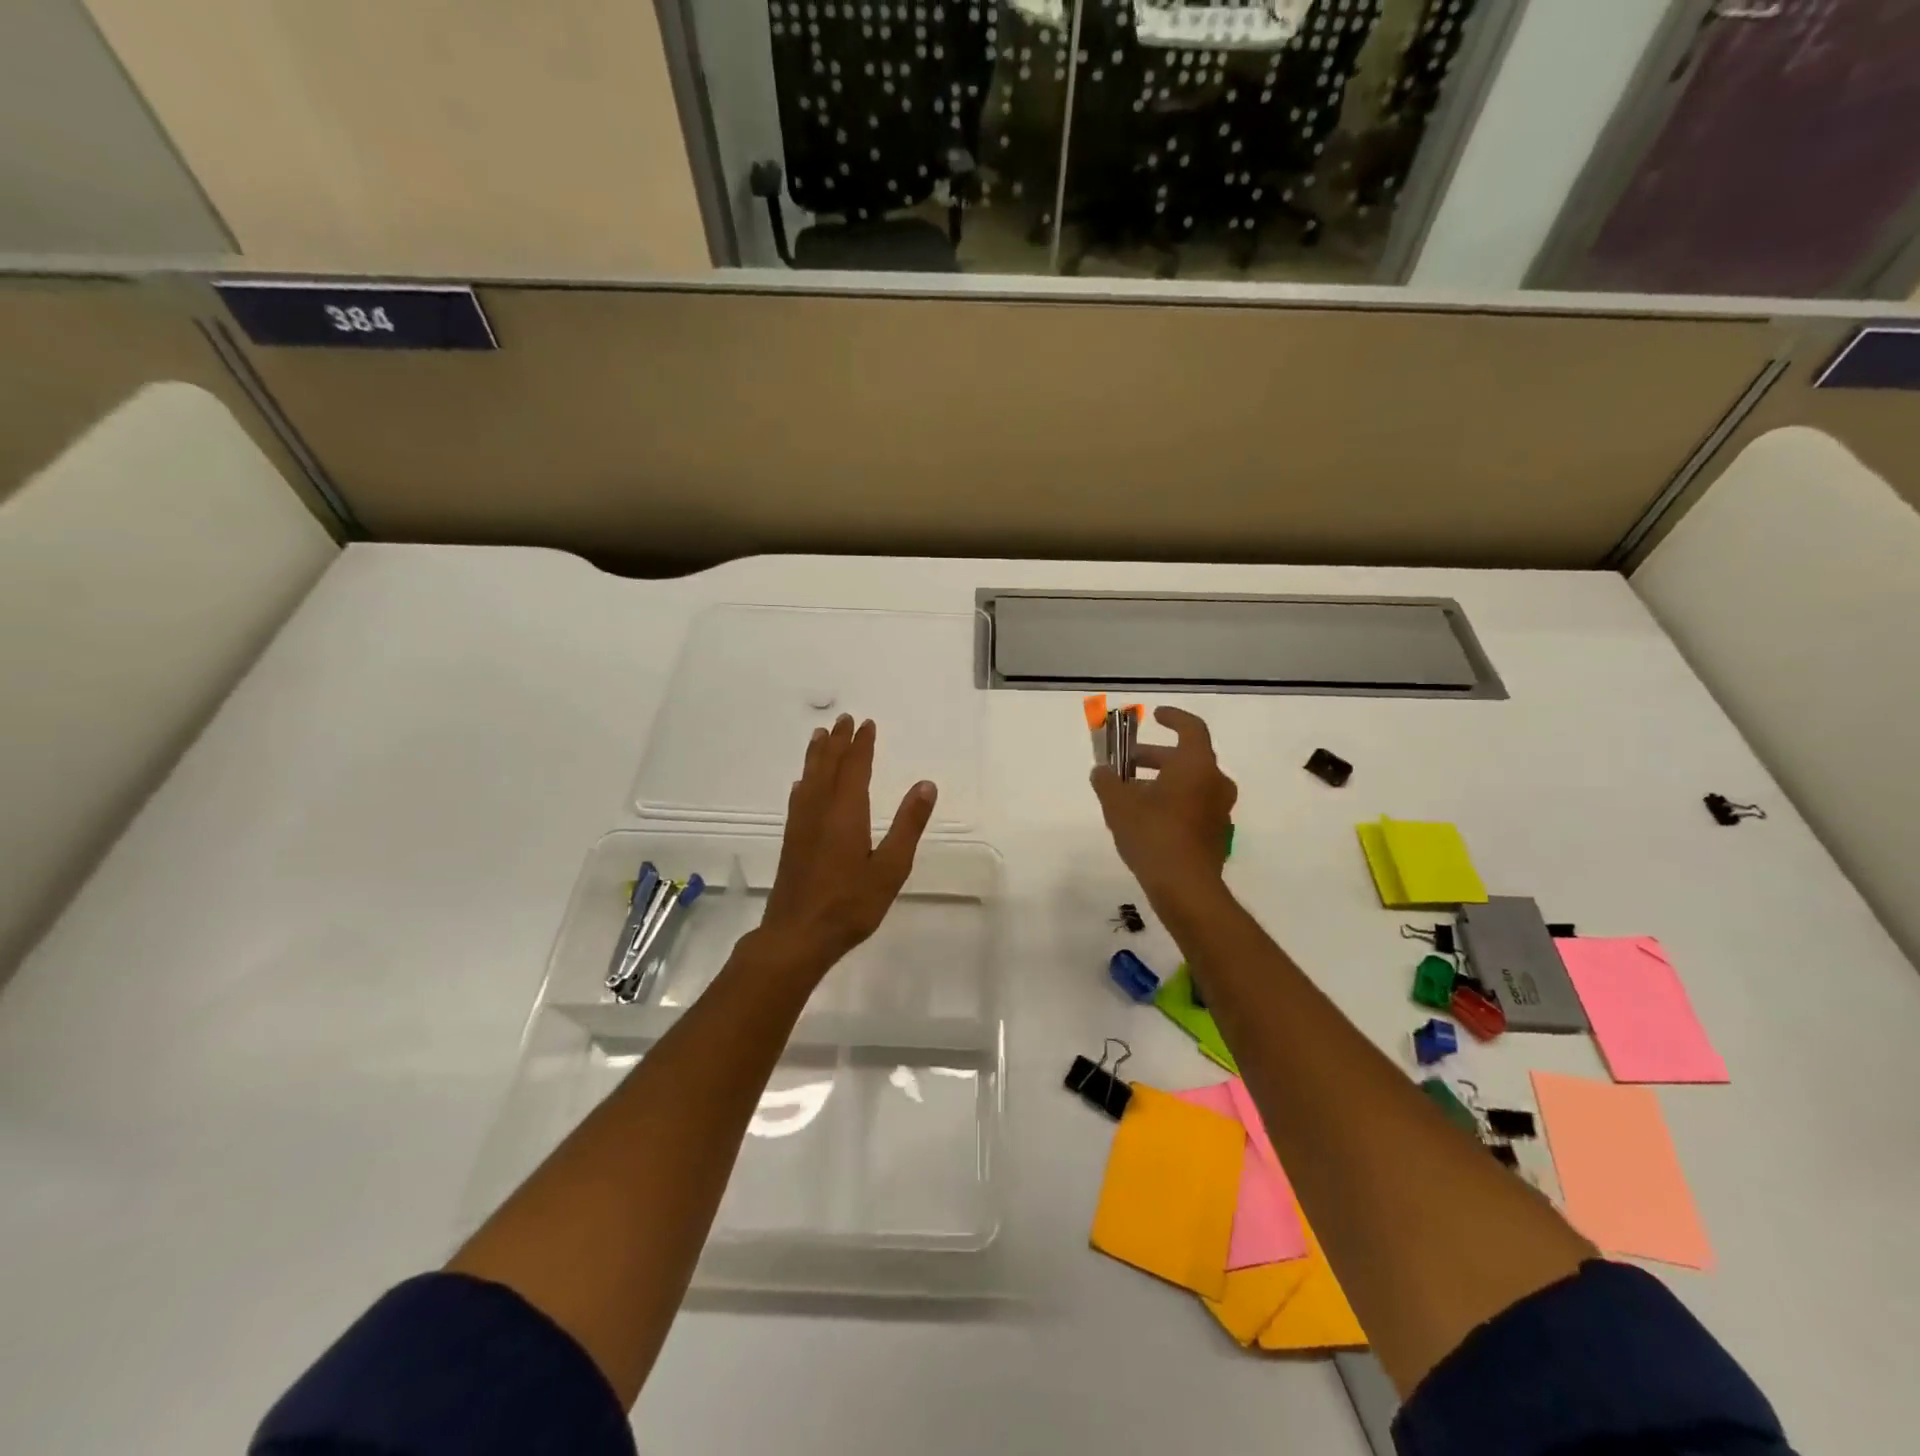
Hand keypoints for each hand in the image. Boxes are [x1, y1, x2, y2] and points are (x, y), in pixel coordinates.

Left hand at [756, 714, 936, 977]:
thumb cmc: (850, 904)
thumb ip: (908, 825)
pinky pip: (798, 798)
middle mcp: (820, 810)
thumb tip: (926, 785)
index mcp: (846, 812)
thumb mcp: (891, 868)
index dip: (862, 744)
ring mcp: (801, 826)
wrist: (797, 935)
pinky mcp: (792, 841)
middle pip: (827, 766)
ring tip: (820, 736)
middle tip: (842, 719)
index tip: (866, 723)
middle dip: (837, 741)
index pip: (855, 767)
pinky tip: (802, 785)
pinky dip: (804, 782)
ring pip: (809, 779)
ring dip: (816, 755)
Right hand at [1091, 706, 1237, 905]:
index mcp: (1196, 765)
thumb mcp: (1118, 804)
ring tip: (1131, 794)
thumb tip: (1101, 771)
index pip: (1191, 728)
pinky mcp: (1217, 835)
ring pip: (1190, 784)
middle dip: (1155, 757)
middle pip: (1186, 758)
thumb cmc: (1153, 833)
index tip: (1155, 716)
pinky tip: (1147, 819)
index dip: (1173, 718)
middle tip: (1128, 763)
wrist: (1185, 887)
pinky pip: (1194, 807)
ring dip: (1163, 782)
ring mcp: (1220, 810)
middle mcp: (1215, 782)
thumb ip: (1107, 781)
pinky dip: (1173, 803)